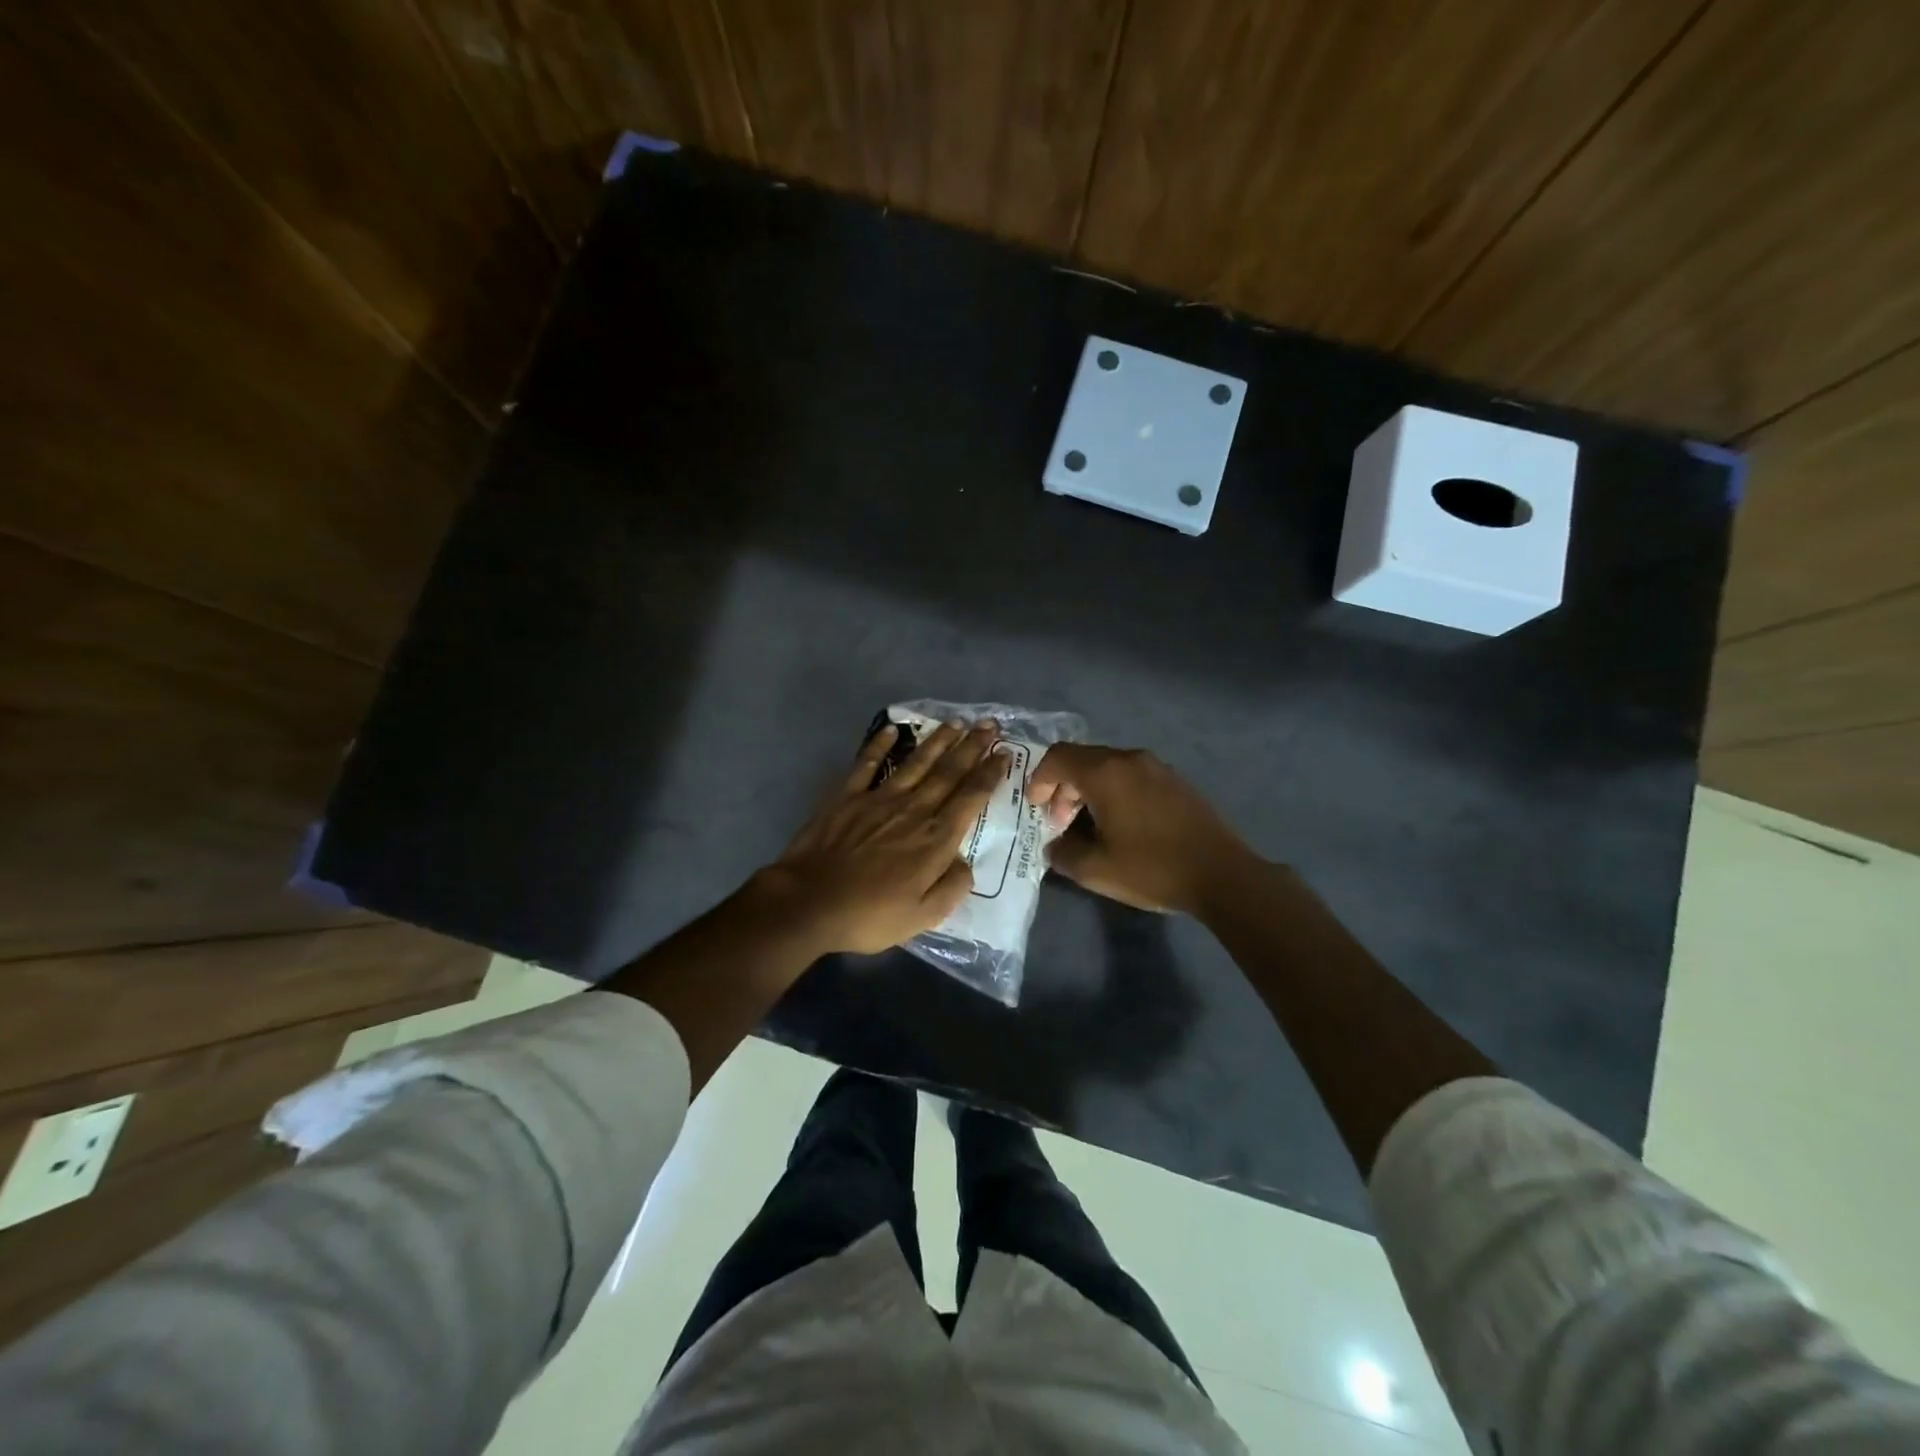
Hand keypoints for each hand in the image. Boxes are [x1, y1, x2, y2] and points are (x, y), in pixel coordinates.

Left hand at [758, 719, 1008, 955]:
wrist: (809, 902)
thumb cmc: (870, 915)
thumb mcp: (924, 917)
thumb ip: (952, 887)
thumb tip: (965, 862)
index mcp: (935, 838)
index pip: (970, 797)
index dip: (989, 774)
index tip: (1004, 754)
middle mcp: (913, 810)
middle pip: (948, 772)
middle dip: (971, 747)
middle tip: (989, 725)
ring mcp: (878, 799)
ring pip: (916, 762)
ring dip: (938, 741)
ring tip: (955, 723)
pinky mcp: (847, 797)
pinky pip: (867, 764)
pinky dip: (879, 745)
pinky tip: (891, 729)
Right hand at [1028, 744, 1252, 915]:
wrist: (1222, 874)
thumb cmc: (1153, 868)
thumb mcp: (1096, 870)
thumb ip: (1063, 853)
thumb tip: (1054, 846)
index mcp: (1106, 773)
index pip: (1058, 757)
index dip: (1038, 779)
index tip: (1036, 808)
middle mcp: (1130, 759)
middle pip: (1082, 759)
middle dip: (1062, 787)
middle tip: (1060, 822)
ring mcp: (1157, 767)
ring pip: (1108, 766)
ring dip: (1088, 789)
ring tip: (1089, 825)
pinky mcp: (1176, 781)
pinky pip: (1131, 775)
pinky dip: (1114, 790)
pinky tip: (1121, 824)